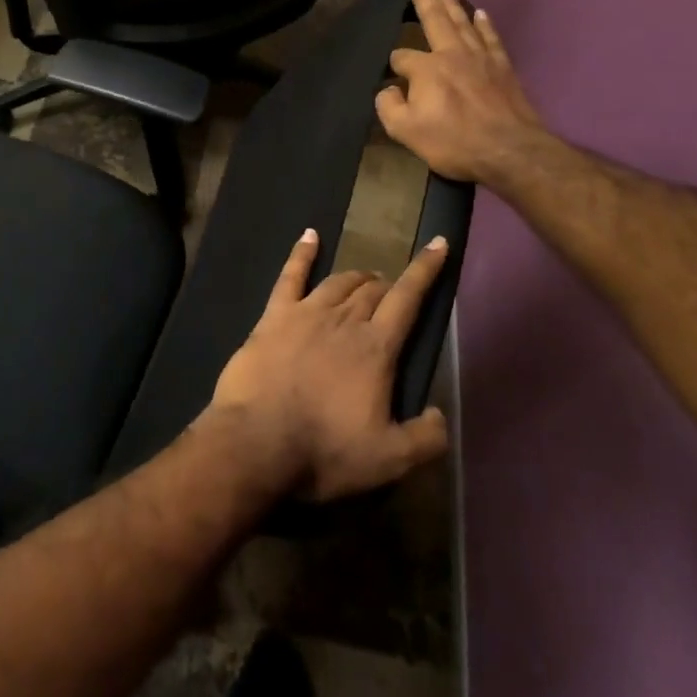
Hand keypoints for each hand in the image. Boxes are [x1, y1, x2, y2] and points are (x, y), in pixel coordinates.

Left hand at [208, 230, 450, 502]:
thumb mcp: (389, 460)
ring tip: (366, 278)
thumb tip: (441, 415)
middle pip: (372, 291)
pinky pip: (290, 275)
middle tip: (392, 294)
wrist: (256, 441)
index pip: (407, 298)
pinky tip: (309, 235)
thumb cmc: (323, 450)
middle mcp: (344, 320)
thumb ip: (425, 438)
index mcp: (375, 348)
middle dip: (388, 286)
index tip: (438, 244)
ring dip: (356, 277)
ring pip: (338, 282)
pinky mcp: (273, 316)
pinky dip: (302, 253)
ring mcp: (305, 313)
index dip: (426, 270)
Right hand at [376, 0, 546, 189]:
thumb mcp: (406, 131)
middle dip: (425, 2)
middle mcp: (452, 54)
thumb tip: (388, 90)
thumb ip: (389, 107)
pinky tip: (480, 13)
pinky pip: (490, 37)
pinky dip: (484, 24)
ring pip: (463, 22)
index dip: (394, 66)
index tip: (393, 79)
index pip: (402, 57)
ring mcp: (481, 58)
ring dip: (451, 3)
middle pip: (436, 21)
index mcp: (426, 69)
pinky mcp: (503, 67)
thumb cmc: (454, 142)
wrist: (510, 151)